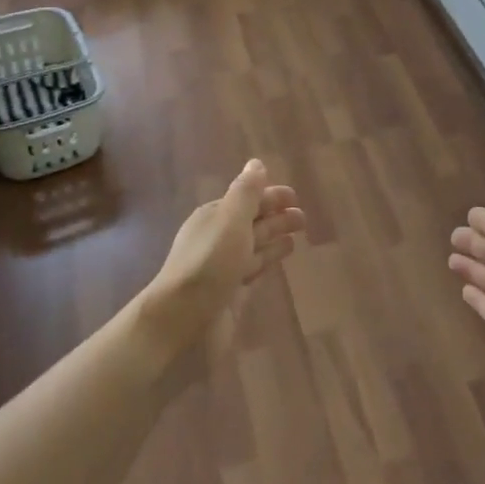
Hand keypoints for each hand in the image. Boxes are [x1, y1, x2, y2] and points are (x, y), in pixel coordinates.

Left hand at [144, 159, 304, 370]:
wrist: (181, 320)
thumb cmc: (209, 264)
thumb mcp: (230, 219)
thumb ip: (246, 192)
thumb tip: (256, 163)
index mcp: (215, 216)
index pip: (248, 199)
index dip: (271, 197)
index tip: (295, 197)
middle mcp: (218, 238)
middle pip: (253, 222)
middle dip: (277, 217)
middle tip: (304, 218)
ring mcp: (223, 267)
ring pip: (254, 246)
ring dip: (275, 240)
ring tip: (296, 239)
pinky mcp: (229, 293)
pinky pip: (253, 270)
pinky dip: (266, 263)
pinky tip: (275, 263)